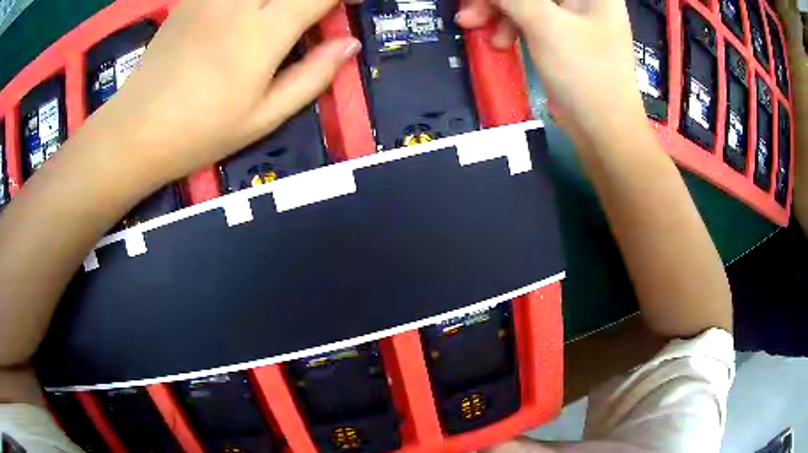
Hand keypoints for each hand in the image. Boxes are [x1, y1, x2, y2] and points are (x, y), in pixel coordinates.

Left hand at [88, 0, 360, 182]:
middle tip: (314, 9)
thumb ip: (312, 77)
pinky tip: (248, 14)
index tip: (352, 4)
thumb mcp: (263, 118)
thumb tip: (349, 44)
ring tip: (280, 15)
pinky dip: (249, 1)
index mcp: (261, 34)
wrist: (136, 131)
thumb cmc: (200, 133)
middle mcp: (237, 3)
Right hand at [457, 0, 645, 143]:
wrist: (603, 130)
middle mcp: (583, 0)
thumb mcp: (545, 25)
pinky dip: (510, 27)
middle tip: (469, 15)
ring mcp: (573, 18)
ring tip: (477, 29)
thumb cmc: (584, 73)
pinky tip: (499, 42)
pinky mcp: (563, 37)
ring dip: (498, 13)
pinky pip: (529, 20)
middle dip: (496, 0)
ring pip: (526, 3)